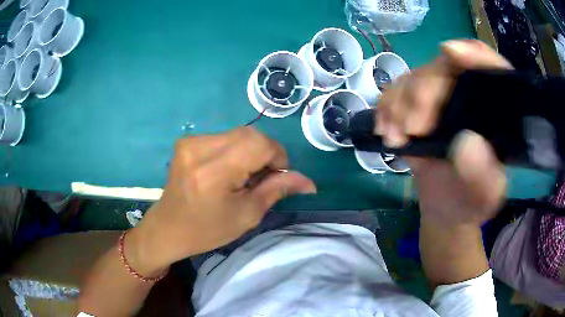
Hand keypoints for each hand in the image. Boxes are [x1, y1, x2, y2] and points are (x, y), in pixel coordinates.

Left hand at [128, 127, 315, 274]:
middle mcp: (199, 149)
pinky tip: (228, 170)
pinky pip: (223, 137)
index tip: (277, 176)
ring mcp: (190, 142)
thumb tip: (309, 182)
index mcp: (213, 172)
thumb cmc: (207, 230)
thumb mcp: (247, 215)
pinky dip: (235, 150)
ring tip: (244, 176)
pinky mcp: (187, 141)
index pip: (259, 144)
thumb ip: (277, 190)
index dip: (277, 156)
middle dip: (266, 153)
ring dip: (250, 151)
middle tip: (262, 178)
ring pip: (238, 134)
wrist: (168, 229)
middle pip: (250, 134)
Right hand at [376, 40, 510, 225]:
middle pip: (446, 68)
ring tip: (395, 136)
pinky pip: (398, 90)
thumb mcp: (482, 200)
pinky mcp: (420, 105)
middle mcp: (471, 97)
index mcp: (497, 114)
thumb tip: (466, 143)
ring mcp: (444, 98)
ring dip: (401, 101)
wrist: (445, 208)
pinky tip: (386, 128)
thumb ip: (482, 178)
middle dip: (424, 91)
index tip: (450, 52)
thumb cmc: (469, 204)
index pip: (493, 69)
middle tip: (411, 128)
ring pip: (418, 76)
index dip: (475, 54)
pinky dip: (387, 106)